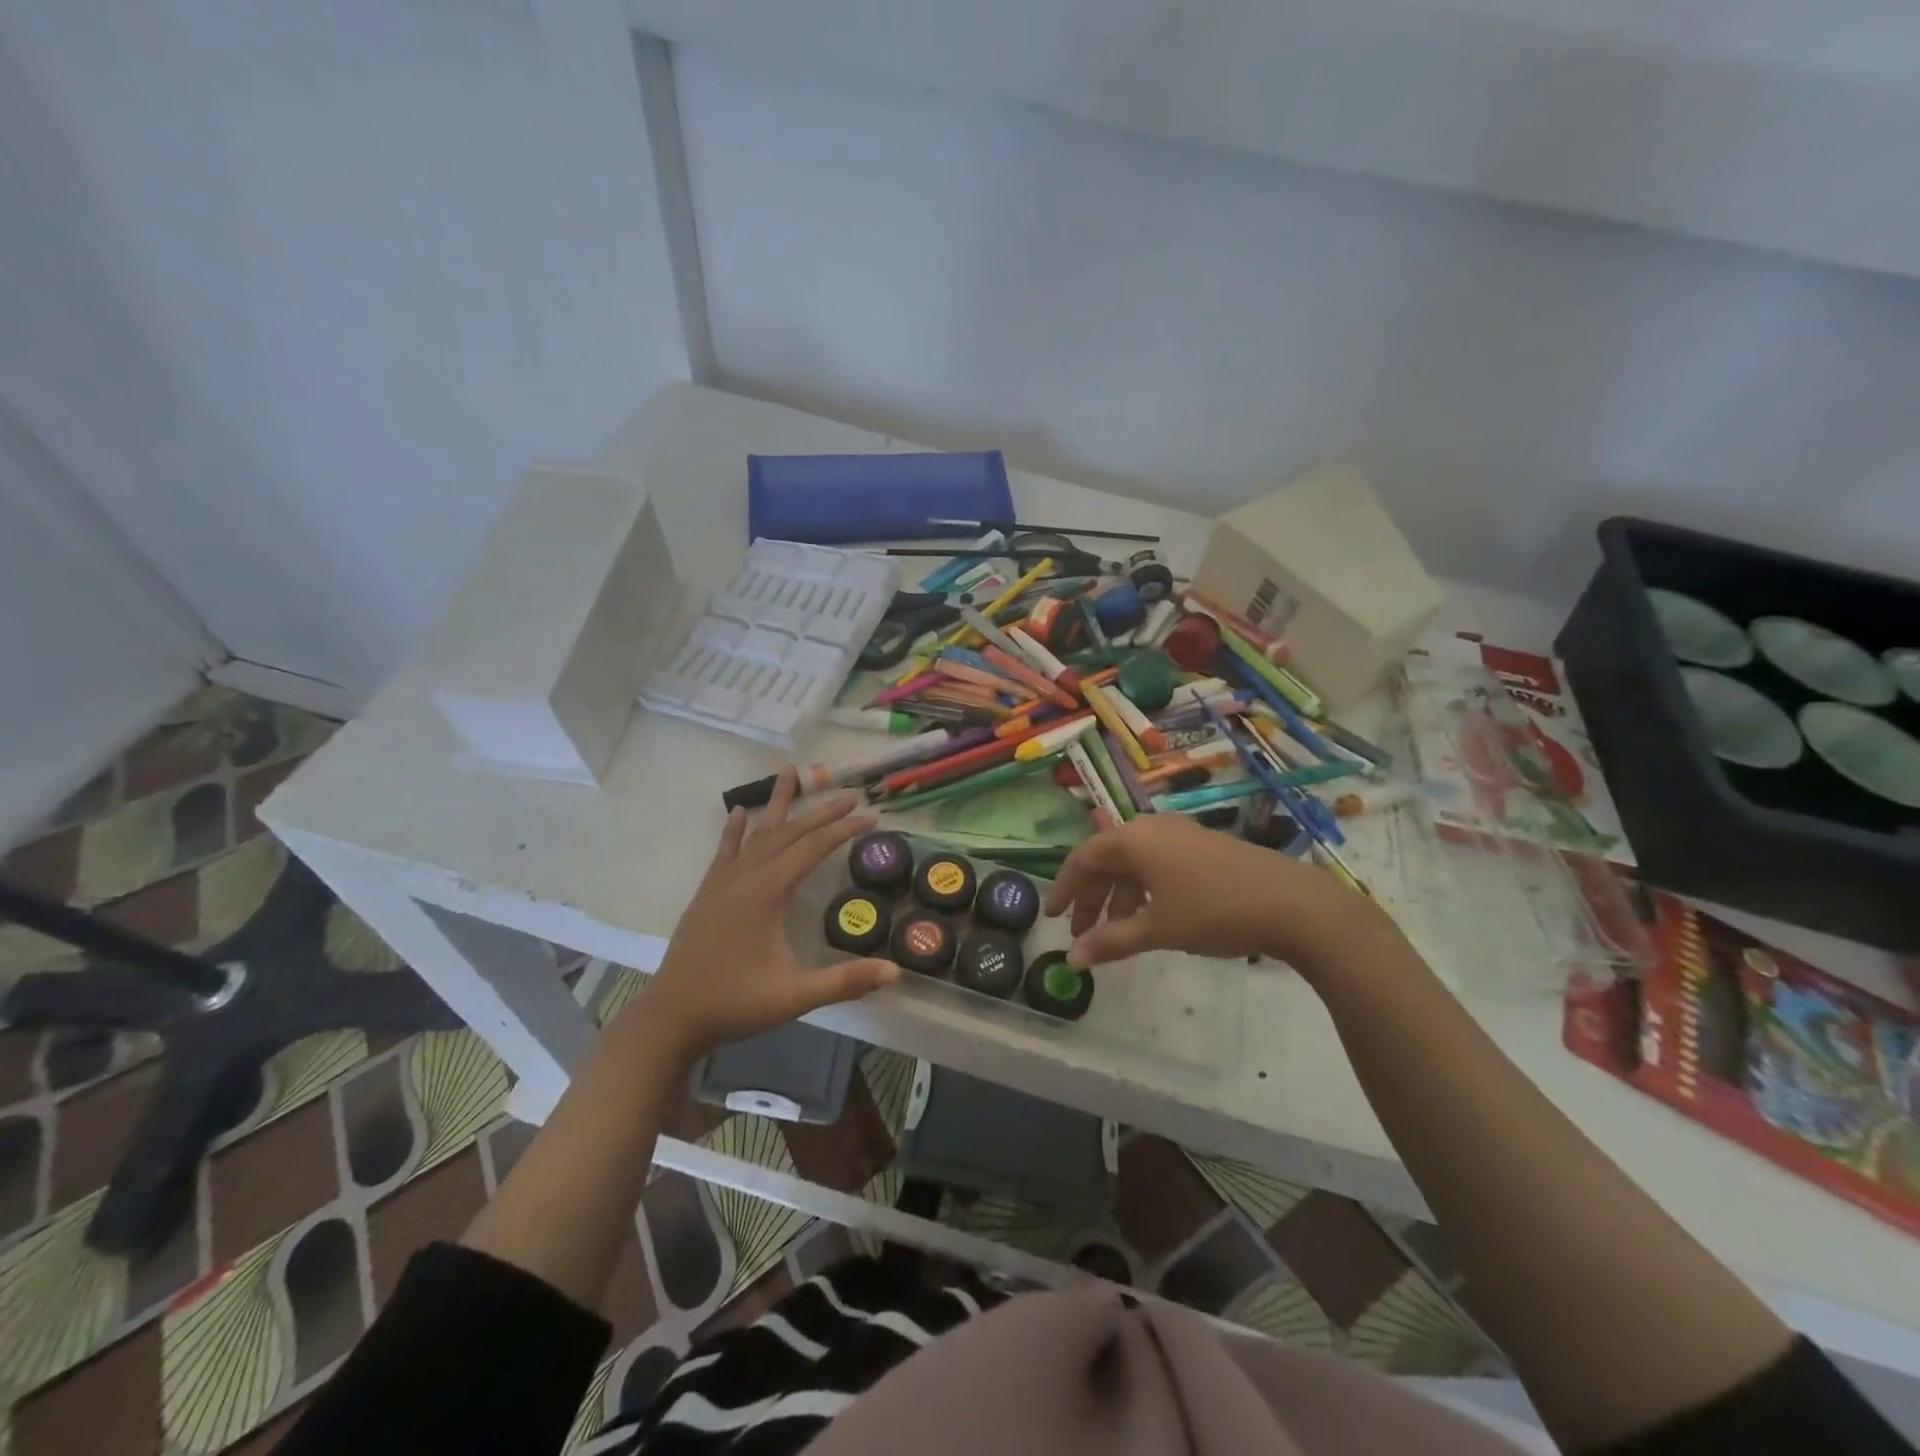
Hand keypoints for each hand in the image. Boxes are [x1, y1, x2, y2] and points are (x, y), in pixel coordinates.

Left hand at [638, 769, 899, 1063]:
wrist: (671, 1016)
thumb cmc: (735, 1003)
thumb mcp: (794, 996)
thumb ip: (845, 981)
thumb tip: (896, 972)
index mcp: (767, 892)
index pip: (813, 848)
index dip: (843, 830)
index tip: (870, 817)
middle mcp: (745, 876)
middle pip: (789, 833)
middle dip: (821, 813)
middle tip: (850, 796)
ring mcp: (722, 882)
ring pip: (757, 833)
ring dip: (777, 804)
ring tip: (789, 773)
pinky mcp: (708, 893)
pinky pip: (726, 850)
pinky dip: (735, 829)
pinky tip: (740, 812)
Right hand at [1043, 815, 1397, 972]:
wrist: (1293, 904)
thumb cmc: (1214, 911)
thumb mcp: (1158, 929)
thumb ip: (1111, 942)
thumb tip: (1071, 961)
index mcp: (1134, 839)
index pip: (1083, 858)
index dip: (1065, 888)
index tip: (1053, 917)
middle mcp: (1153, 828)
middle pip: (1107, 859)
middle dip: (1092, 897)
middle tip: (1082, 934)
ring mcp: (1181, 835)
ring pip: (1134, 864)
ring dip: (1119, 897)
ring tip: (1116, 934)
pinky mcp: (1204, 848)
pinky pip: (1158, 865)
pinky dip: (1144, 891)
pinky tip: (1151, 918)